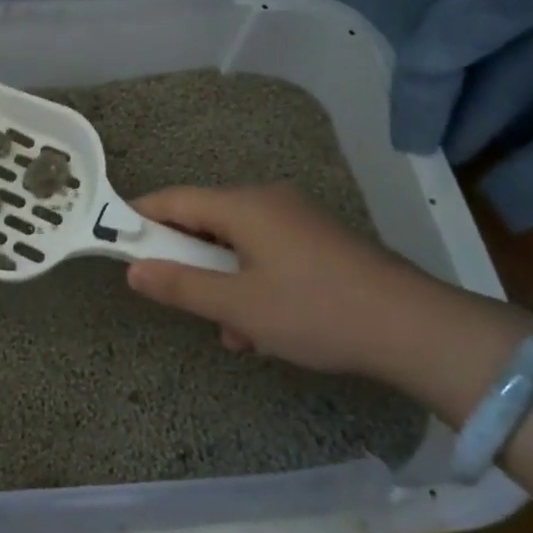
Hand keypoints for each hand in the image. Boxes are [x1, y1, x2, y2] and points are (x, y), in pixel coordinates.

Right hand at [125, 184, 477, 375]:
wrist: (415, 329)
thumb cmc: (315, 311)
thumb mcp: (238, 306)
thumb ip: (180, 286)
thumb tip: (133, 270)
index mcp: (243, 206)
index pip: (173, 200)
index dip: (140, 219)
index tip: (116, 243)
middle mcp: (268, 201)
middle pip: (206, 222)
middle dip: (190, 263)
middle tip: (184, 302)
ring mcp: (298, 220)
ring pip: (238, 245)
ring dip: (225, 283)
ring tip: (235, 332)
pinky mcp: (320, 242)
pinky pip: (267, 254)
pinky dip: (254, 283)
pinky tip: (266, 329)